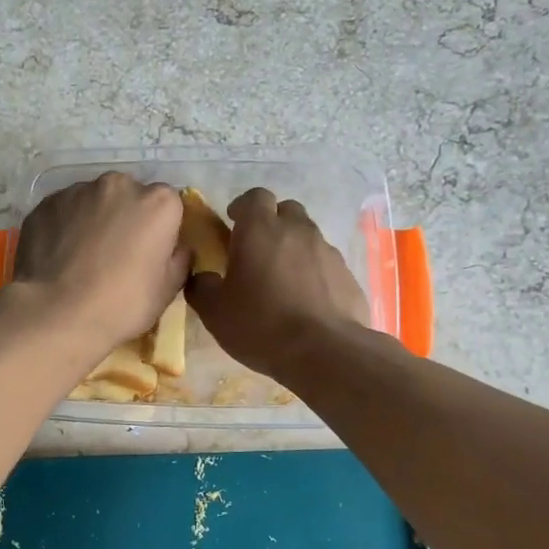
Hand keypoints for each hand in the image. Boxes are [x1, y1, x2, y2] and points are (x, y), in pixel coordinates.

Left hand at [13, 173, 190, 353]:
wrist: (57, 313)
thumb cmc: (122, 304)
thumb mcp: (167, 290)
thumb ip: (179, 259)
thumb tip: (179, 248)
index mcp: (158, 202)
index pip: (168, 204)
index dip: (161, 228)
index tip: (151, 252)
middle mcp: (119, 185)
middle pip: (129, 196)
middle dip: (126, 217)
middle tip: (116, 254)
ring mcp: (78, 190)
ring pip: (93, 201)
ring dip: (94, 220)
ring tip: (82, 257)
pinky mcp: (45, 203)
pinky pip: (64, 211)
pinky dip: (65, 226)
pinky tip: (59, 256)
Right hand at [186, 188, 368, 381]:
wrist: (324, 351)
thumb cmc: (261, 324)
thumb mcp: (215, 312)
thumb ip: (202, 287)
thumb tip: (201, 277)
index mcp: (260, 230)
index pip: (255, 197)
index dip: (243, 207)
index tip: (234, 224)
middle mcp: (297, 230)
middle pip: (286, 210)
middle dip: (272, 223)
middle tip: (258, 250)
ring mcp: (327, 250)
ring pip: (308, 235)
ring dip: (294, 247)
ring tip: (283, 279)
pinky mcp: (347, 274)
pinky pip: (326, 263)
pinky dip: (314, 272)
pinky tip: (307, 300)